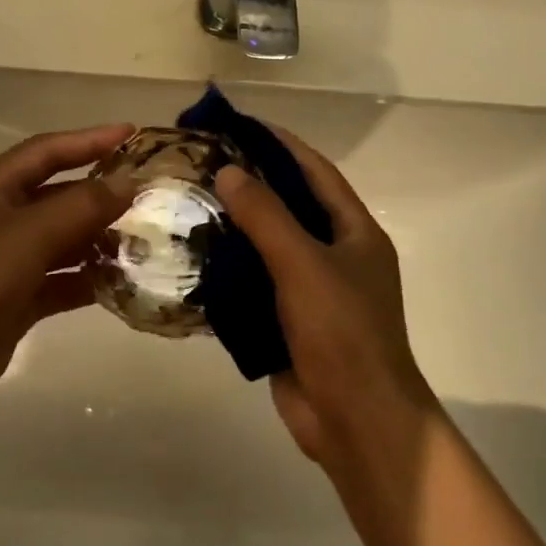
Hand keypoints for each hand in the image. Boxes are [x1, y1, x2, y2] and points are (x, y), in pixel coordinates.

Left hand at [0, 124, 135, 417]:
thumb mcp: (29, 232)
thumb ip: (82, 206)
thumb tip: (129, 184)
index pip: (46, 151)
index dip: (88, 141)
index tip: (131, 134)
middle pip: (57, 197)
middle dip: (99, 195)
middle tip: (148, 194)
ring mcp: (6, 262)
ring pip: (62, 242)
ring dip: (98, 240)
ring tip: (144, 239)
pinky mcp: (15, 300)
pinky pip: (60, 282)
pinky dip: (87, 280)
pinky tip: (121, 281)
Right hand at [214, 131, 433, 468]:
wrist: (356, 421)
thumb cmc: (342, 333)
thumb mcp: (304, 265)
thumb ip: (266, 216)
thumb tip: (228, 171)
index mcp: (354, 232)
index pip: (315, 171)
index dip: (279, 144)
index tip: (237, 124)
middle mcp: (335, 254)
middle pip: (289, 205)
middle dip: (250, 183)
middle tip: (202, 163)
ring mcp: (312, 290)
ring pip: (268, 246)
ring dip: (235, 226)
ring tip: (189, 203)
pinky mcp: (288, 321)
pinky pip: (255, 283)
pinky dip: (229, 269)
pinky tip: (194, 256)